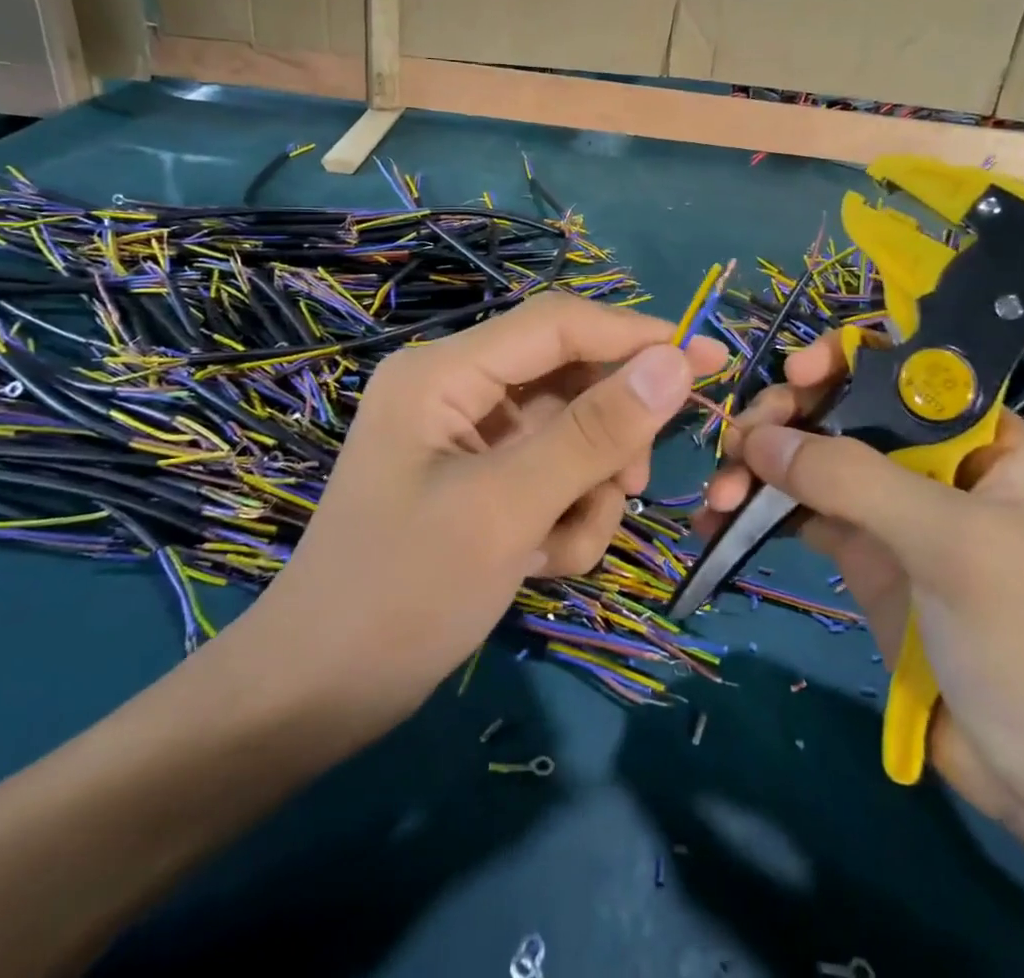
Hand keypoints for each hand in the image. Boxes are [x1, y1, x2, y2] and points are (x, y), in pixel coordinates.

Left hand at [223, 292, 726, 736]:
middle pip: (568, 379)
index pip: (559, 324)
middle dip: (608, 436)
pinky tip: (544, 563)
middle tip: (637, 484)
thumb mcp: (508, 510)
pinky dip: (564, 514)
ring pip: (569, 433)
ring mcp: (468, 436)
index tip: (707, 359)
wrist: (316, 698)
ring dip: (588, 488)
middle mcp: (457, 389)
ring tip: (568, 545)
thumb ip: (594, 432)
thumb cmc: (401, 595)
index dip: (635, 335)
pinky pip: (550, 473)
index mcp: (445, 372)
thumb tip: (676, 362)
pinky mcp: (479, 478)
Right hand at [702, 334, 1023, 843]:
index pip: (905, 368)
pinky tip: (717, 523)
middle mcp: (931, 460)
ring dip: (759, 467)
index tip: (796, 376)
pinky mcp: (860, 554)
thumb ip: (854, 479)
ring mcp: (891, 508)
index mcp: (979, 437)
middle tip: (739, 446)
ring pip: (811, 459)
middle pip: (843, 408)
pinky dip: (757, 511)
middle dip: (785, 419)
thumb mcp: (950, 543)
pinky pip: (798, 512)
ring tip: (719, 498)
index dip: (846, 359)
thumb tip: (758, 439)